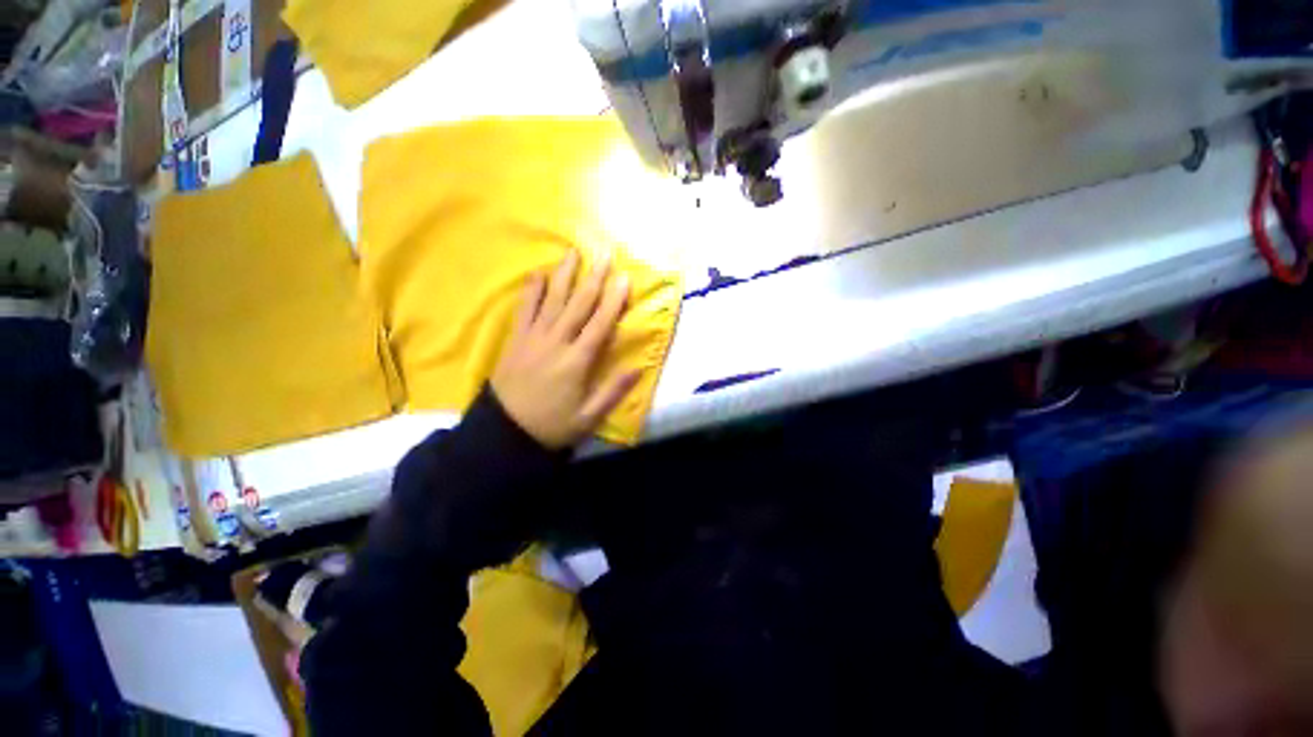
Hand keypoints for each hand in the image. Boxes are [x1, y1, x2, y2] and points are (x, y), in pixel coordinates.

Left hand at [492, 250, 640, 448]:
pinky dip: (533, 290)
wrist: (505, 432)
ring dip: (564, 275)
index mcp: (577, 361)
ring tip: (573, 252)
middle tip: (604, 254)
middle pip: (578, 305)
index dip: (614, 300)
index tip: (624, 278)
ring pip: (552, 300)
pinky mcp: (516, 339)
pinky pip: (525, 309)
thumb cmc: (552, 425)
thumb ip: (613, 391)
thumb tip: (639, 368)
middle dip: (593, 278)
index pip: (600, 324)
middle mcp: (556, 342)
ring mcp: (533, 338)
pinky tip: (539, 273)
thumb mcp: (589, 416)